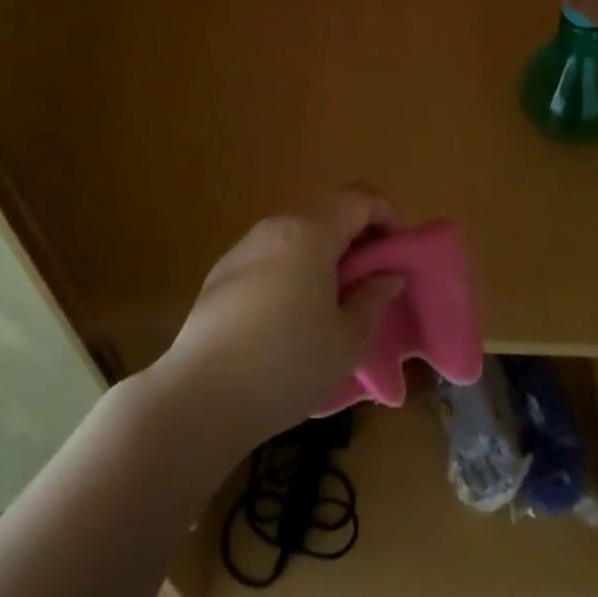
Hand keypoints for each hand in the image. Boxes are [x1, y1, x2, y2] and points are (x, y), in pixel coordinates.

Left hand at [153, 188, 404, 452]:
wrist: (199, 397)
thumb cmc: (286, 366)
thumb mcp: (346, 341)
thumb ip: (373, 299)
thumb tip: (388, 275)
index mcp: (310, 234)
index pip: (358, 199)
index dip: (386, 215)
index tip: (398, 251)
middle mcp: (276, 228)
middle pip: (326, 215)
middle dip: (355, 239)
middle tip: (370, 282)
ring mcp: (244, 248)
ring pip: (296, 237)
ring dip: (322, 256)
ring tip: (331, 304)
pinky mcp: (221, 273)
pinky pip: (270, 257)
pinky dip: (291, 271)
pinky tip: (288, 318)